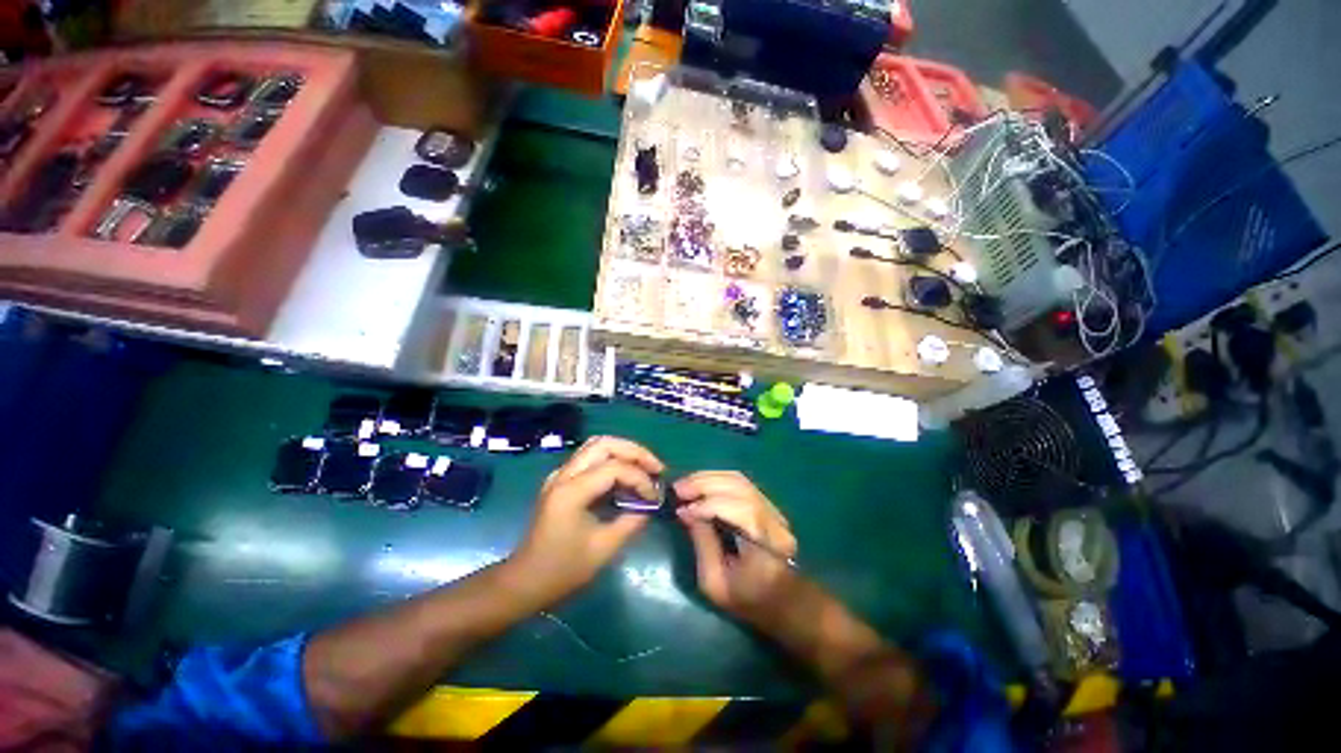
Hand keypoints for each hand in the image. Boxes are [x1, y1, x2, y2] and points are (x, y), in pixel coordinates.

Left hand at [508, 437, 664, 605]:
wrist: (525, 580)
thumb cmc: (562, 570)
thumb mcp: (603, 549)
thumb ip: (631, 522)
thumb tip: (650, 504)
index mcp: (571, 492)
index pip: (614, 468)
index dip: (639, 478)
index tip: (654, 497)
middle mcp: (563, 475)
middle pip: (604, 444)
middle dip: (634, 451)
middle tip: (656, 468)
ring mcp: (560, 474)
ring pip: (596, 445)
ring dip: (624, 451)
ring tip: (645, 467)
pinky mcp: (561, 479)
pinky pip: (590, 457)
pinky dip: (612, 459)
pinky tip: (625, 475)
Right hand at [675, 472, 799, 628]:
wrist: (781, 600)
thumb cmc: (747, 599)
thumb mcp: (716, 583)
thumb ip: (702, 544)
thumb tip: (685, 511)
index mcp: (768, 544)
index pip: (741, 511)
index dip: (708, 505)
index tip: (681, 509)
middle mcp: (774, 519)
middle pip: (740, 487)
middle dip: (705, 484)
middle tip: (677, 488)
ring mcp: (773, 508)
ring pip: (739, 480)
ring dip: (708, 478)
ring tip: (684, 485)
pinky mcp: (766, 503)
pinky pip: (739, 482)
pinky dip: (716, 479)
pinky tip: (698, 485)